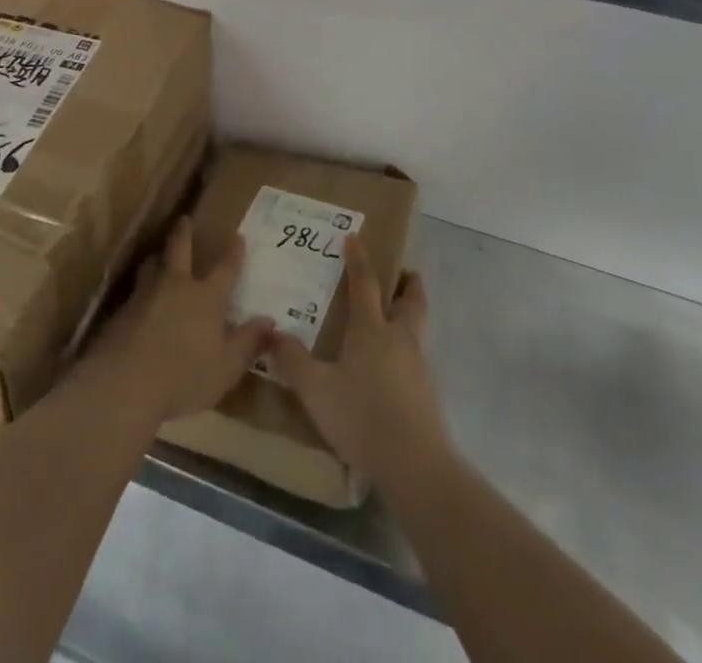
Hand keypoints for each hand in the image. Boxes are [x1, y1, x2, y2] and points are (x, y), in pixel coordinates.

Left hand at [82, 217, 273, 422]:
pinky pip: (135, 290)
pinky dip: (141, 289)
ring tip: (159, 256)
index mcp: (206, 297)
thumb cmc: (184, 377)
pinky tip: (140, 300)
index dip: (233, 253)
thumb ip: (248, 343)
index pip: (225, 268)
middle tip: (184, 219)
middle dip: (184, 233)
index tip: (238, 236)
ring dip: (158, 257)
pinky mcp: (121, 310)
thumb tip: (268, 320)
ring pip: (152, 265)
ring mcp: (145, 294)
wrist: (124, 383)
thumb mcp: (226, 368)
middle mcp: (176, 286)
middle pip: (180, 249)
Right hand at [268, 237, 449, 484]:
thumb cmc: (361, 417)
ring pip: (419, 324)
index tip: (354, 237)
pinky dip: (409, 344)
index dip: (359, 258)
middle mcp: (399, 337)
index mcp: (371, 329)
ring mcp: (418, 363)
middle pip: (411, 298)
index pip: (365, 283)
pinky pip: (419, 352)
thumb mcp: (316, 390)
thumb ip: (293, 360)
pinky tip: (394, 363)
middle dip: (407, 282)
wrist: (415, 465)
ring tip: (395, 314)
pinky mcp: (428, 389)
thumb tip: (273, 332)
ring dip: (411, 311)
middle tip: (400, 273)